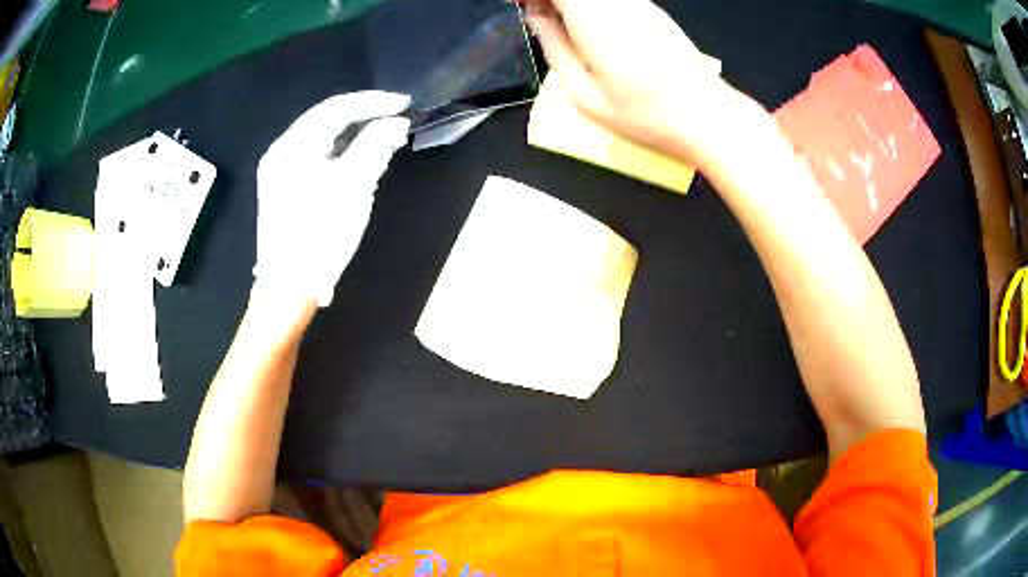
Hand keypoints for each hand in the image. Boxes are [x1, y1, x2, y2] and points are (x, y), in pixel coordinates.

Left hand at [254, 91, 409, 306]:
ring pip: (319, 136)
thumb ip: (375, 146)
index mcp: (293, 146)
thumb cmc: (320, 235)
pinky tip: (356, 155)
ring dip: (352, 131)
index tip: (404, 104)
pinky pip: (314, 155)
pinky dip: (338, 150)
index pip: (336, 108)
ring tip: (382, 133)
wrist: (289, 287)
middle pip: (325, 118)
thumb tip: (395, 123)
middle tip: (395, 115)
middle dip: (362, 113)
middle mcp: (281, 150)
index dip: (373, 102)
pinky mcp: (282, 187)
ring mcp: (278, 170)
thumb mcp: (353, 187)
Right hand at [522, 0, 737, 166]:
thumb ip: (555, 48)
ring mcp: (638, 2)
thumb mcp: (585, 94)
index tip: (520, 7)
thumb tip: (536, 17)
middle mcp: (616, 1)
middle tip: (536, 15)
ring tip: (558, 22)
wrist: (706, 115)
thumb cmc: (644, 113)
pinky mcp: (652, 10)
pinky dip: (590, 4)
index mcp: (593, 17)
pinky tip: (589, 25)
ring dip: (569, 2)